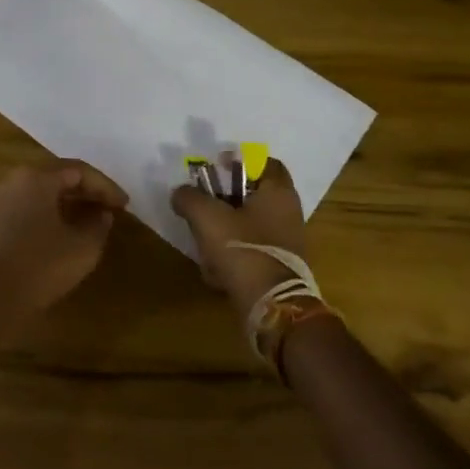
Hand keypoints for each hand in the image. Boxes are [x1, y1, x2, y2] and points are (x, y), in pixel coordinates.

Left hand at [0, 160, 127, 328]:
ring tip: (89, 222)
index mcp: (35, 177)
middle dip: (85, 192)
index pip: (78, 170)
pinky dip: (46, 215)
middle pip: (55, 177)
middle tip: (109, 209)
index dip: (105, 186)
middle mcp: (12, 181)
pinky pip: (24, 209)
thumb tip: (101, 214)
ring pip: (38, 193)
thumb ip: (98, 225)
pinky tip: (59, 236)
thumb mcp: (82, 249)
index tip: (125, 205)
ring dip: (66, 204)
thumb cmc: (38, 267)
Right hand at [170, 158, 309, 313]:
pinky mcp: (280, 267)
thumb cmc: (242, 248)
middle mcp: (289, 213)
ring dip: (224, 231)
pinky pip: (252, 251)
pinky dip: (232, 256)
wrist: (271, 306)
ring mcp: (287, 242)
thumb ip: (188, 197)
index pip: (265, 162)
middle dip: (224, 201)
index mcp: (278, 192)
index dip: (238, 162)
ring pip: (248, 225)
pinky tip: (214, 270)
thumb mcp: (205, 216)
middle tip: (201, 207)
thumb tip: (180, 193)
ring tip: (202, 242)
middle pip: (252, 195)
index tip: (215, 170)